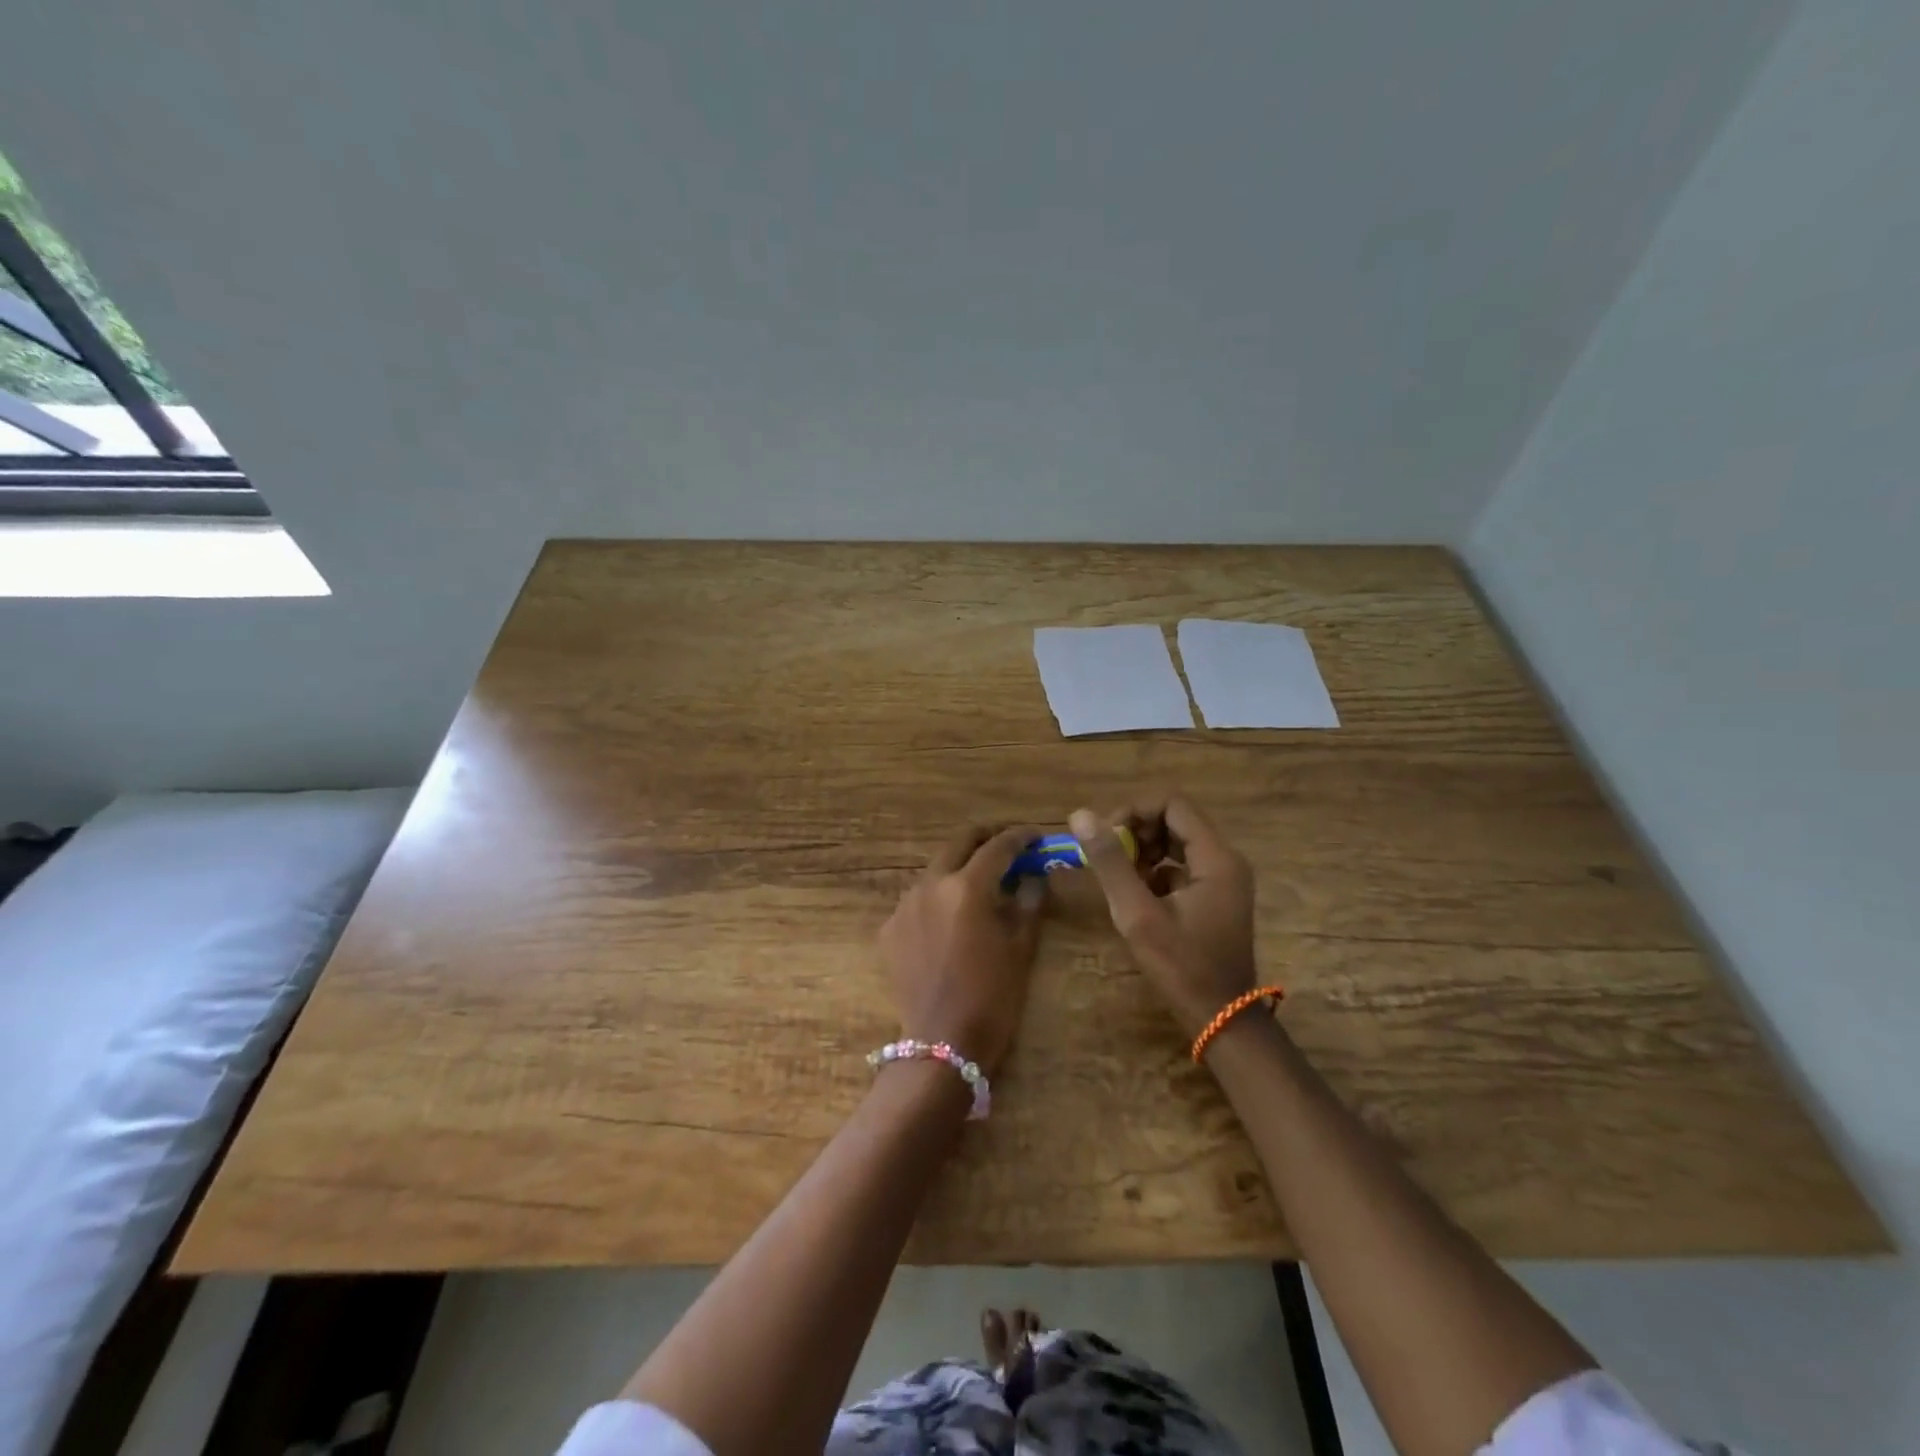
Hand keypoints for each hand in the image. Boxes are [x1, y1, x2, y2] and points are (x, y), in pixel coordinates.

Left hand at [880, 824, 1048, 1073]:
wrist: (941, 1044)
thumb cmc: (992, 998)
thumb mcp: (1021, 949)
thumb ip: (1029, 903)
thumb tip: (1035, 876)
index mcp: (967, 887)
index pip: (998, 847)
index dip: (1021, 837)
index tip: (1037, 837)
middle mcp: (931, 884)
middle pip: (960, 842)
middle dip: (986, 837)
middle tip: (1009, 847)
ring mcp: (905, 904)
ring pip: (936, 867)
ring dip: (961, 865)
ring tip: (983, 883)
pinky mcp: (891, 926)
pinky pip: (919, 897)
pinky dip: (940, 895)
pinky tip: (953, 916)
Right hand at [1070, 795, 1256, 1039]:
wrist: (1221, 1019)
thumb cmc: (1181, 966)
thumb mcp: (1138, 914)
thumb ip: (1110, 862)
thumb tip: (1080, 815)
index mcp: (1215, 857)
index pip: (1172, 803)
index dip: (1134, 810)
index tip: (1107, 837)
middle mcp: (1225, 859)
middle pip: (1174, 819)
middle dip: (1136, 831)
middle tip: (1109, 859)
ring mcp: (1222, 879)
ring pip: (1175, 842)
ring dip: (1142, 851)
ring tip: (1120, 880)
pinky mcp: (1214, 896)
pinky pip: (1180, 866)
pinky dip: (1154, 872)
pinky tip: (1137, 899)